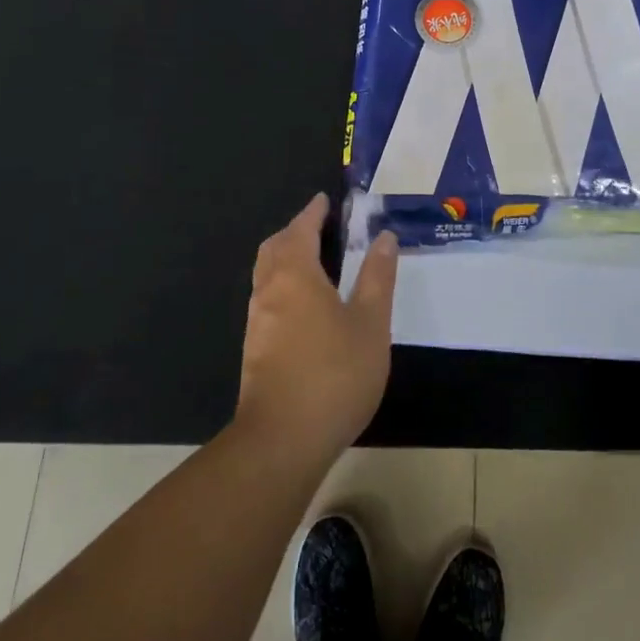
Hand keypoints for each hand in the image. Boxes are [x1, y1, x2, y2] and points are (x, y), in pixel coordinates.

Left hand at [235, 192, 398, 467]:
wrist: (283, 440)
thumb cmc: (334, 374)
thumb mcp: (371, 324)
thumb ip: (377, 278)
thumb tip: (384, 237)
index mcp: (295, 275)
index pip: (300, 229)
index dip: (313, 212)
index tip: (324, 200)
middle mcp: (269, 290)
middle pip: (275, 248)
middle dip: (294, 232)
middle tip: (319, 227)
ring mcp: (258, 321)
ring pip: (267, 274)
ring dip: (286, 258)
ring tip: (315, 261)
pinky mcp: (255, 348)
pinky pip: (267, 298)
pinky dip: (283, 284)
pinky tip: (305, 306)